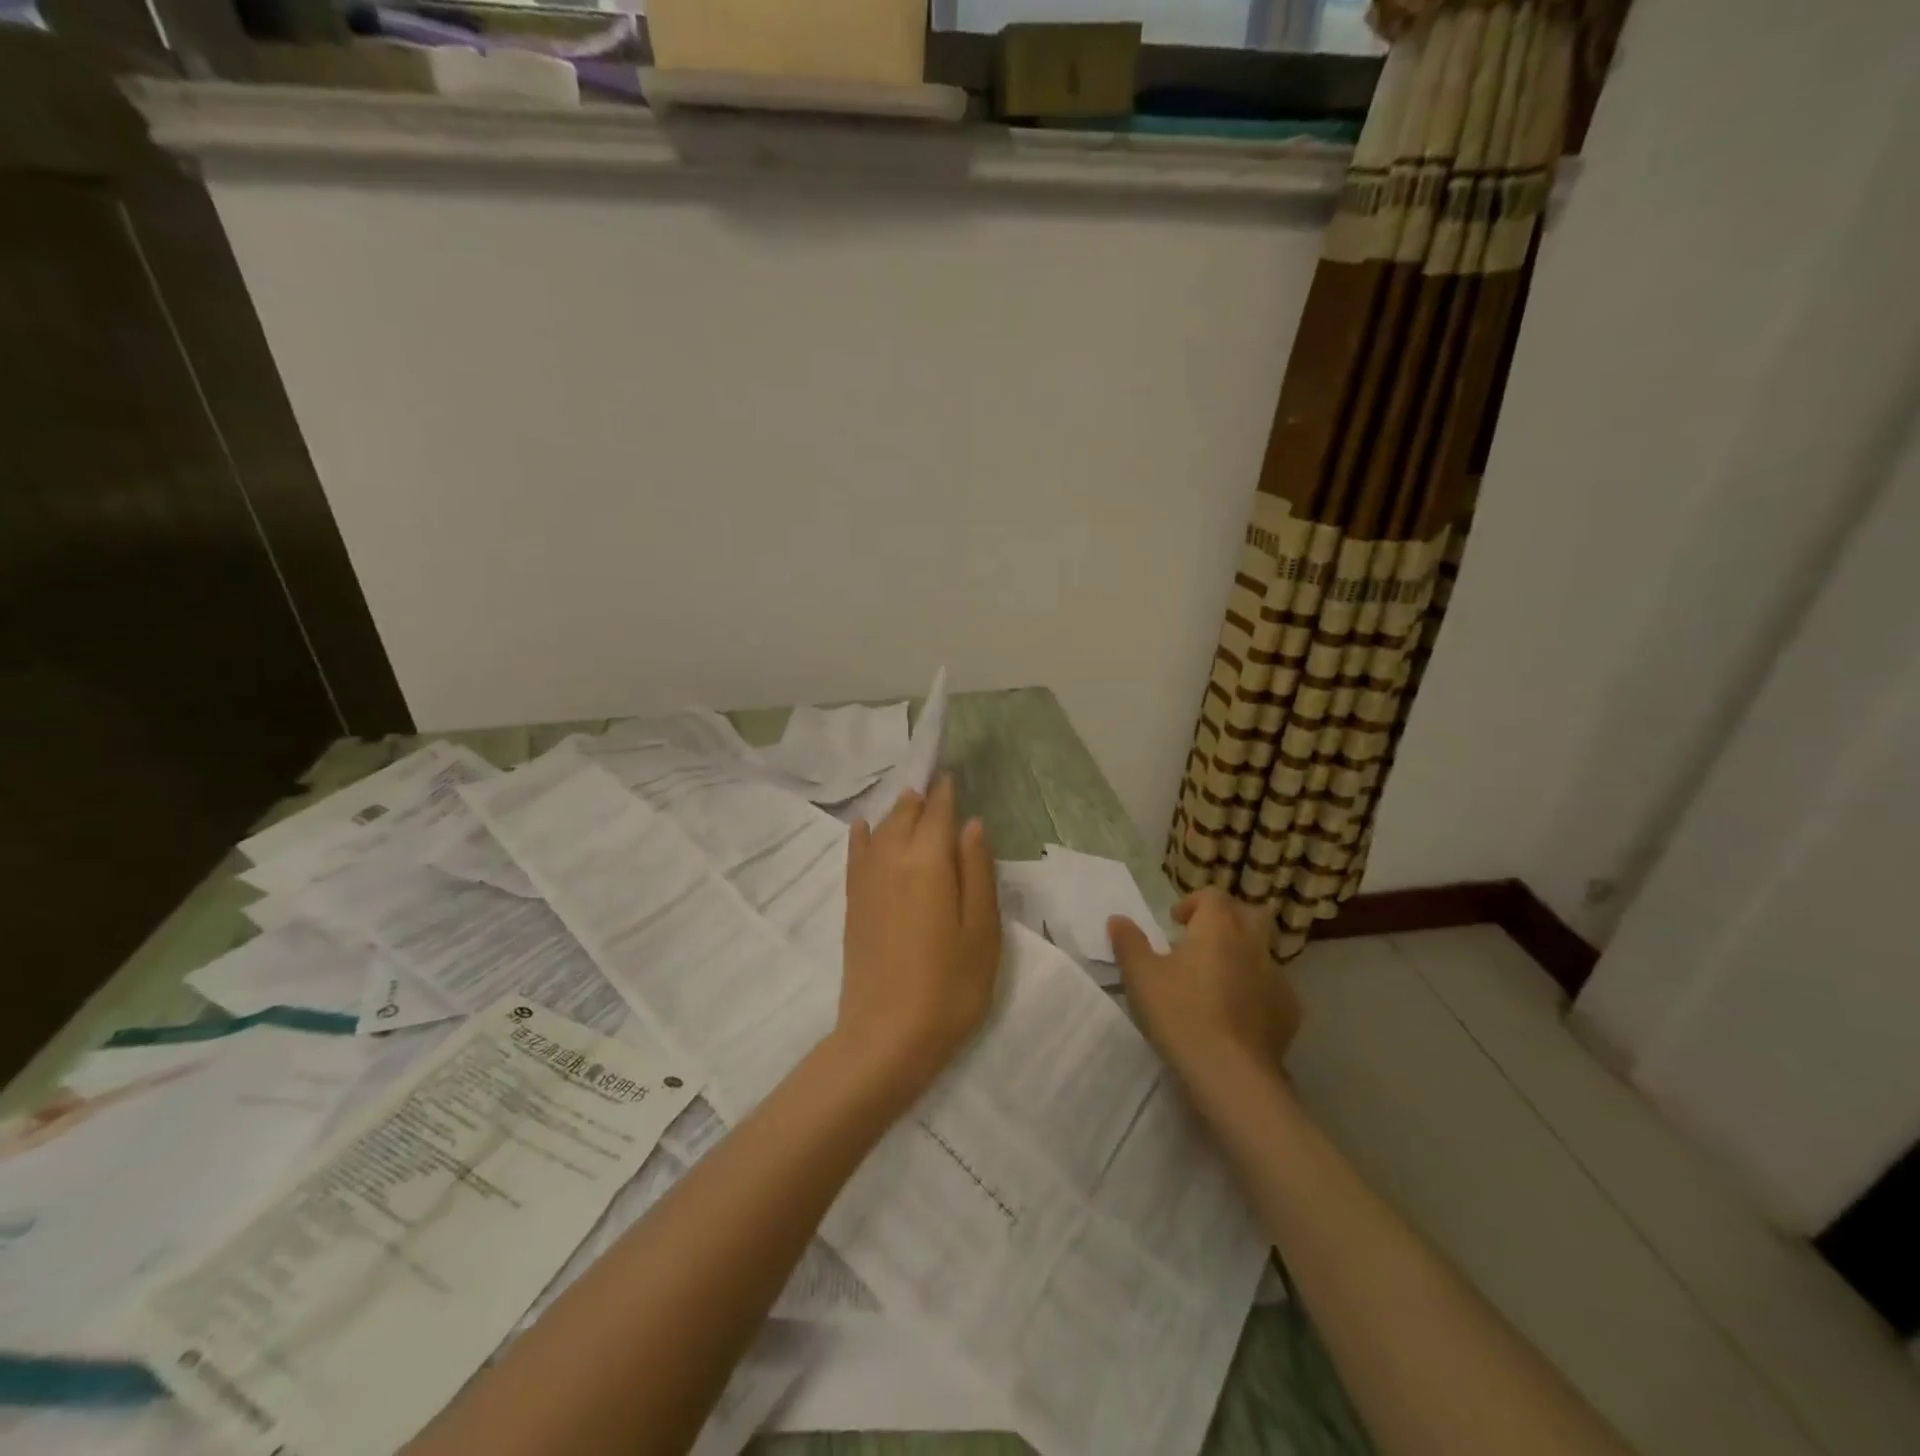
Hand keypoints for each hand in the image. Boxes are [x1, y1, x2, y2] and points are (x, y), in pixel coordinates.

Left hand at [835, 777, 1001, 1105]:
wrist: (887, 1036)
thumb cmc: (950, 986)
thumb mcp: (983, 931)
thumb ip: (977, 872)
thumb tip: (972, 825)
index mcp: (928, 862)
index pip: (937, 814)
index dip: (945, 794)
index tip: (951, 776)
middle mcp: (891, 860)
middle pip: (904, 817)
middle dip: (920, 800)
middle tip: (933, 787)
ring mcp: (866, 882)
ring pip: (879, 831)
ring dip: (895, 814)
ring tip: (909, 802)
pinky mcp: (853, 905)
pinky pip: (855, 856)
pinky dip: (861, 837)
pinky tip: (861, 826)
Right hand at [1109, 887, 1302, 1090]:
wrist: (1231, 1073)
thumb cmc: (1181, 1013)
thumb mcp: (1140, 976)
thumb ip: (1129, 942)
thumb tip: (1118, 919)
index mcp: (1218, 927)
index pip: (1213, 896)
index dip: (1193, 903)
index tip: (1175, 922)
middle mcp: (1252, 944)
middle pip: (1247, 915)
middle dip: (1225, 921)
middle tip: (1200, 942)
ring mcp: (1277, 978)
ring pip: (1261, 952)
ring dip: (1240, 956)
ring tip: (1215, 981)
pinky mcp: (1289, 1012)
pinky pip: (1271, 988)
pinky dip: (1255, 990)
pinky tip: (1236, 1014)